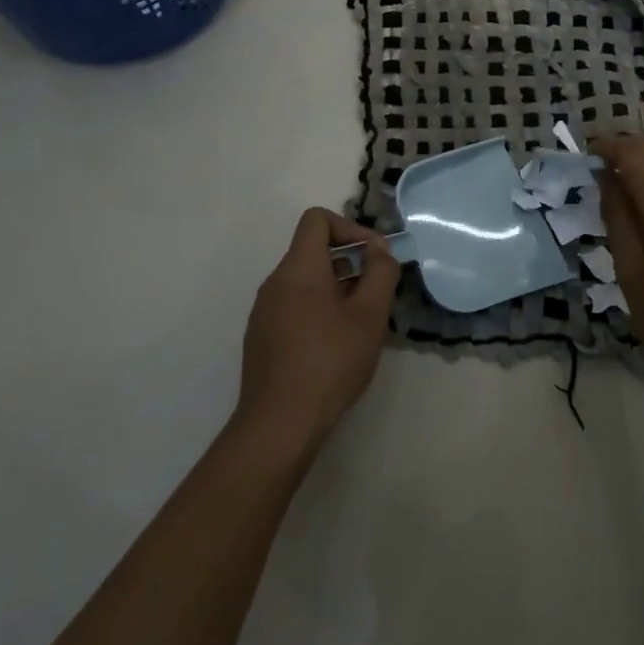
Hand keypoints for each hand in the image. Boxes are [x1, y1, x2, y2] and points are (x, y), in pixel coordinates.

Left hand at [235, 208, 399, 456]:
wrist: (279, 425)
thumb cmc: (330, 362)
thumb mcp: (369, 315)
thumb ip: (380, 273)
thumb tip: (380, 250)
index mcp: (298, 269)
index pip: (317, 219)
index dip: (350, 228)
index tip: (374, 257)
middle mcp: (275, 282)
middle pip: (313, 250)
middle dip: (351, 262)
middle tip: (377, 293)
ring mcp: (264, 312)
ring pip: (306, 281)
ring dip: (338, 288)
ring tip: (362, 321)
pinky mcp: (262, 337)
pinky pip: (295, 305)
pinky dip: (320, 309)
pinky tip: (338, 345)